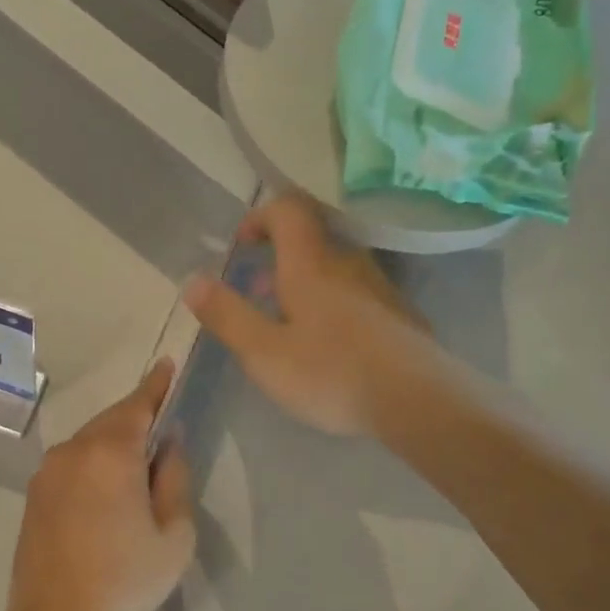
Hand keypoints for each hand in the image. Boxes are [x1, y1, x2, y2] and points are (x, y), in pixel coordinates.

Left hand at [5, 360, 195, 610]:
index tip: (168, 366)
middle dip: (137, 415)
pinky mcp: (34, 496)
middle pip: (111, 420)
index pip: (138, 405)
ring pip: (89, 441)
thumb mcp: (174, 533)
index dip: (156, 385)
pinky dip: (94, 461)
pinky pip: (72, 463)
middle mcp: (72, 452)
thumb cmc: (127, 580)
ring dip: (114, 441)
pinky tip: (108, 485)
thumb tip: (169, 443)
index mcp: (109, 454)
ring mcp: (47, 474)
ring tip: (139, 459)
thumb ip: (174, 477)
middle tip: (162, 420)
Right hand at [183, 192, 435, 436]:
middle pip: (312, 241)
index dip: (261, 216)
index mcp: (311, 265)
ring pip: (336, 270)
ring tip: (289, 325)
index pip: (288, 209)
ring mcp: (380, 289)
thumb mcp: (264, 353)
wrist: (416, 400)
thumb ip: (228, 315)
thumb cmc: (331, 374)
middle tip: (257, 292)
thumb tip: (193, 280)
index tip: (242, 245)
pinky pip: (358, 296)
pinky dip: (334, 306)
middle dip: (278, 259)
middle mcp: (349, 264)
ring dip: (306, 285)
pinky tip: (331, 347)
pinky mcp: (400, 316)